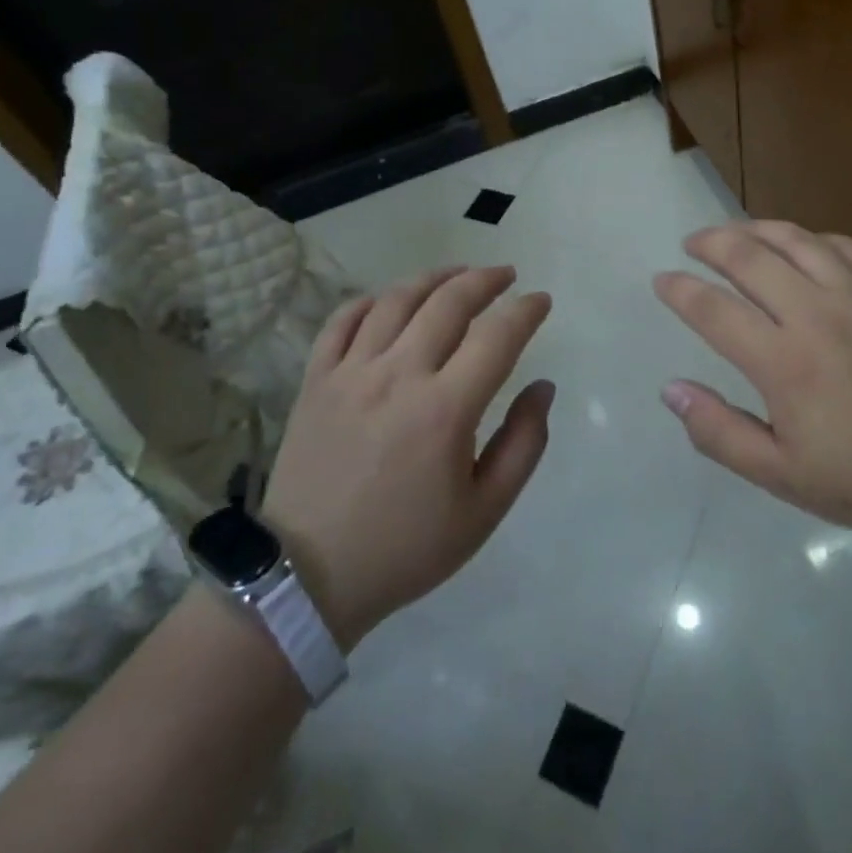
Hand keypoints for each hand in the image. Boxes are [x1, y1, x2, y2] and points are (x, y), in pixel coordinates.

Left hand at [262, 265, 553, 648]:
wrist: (309, 577)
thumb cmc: (406, 547)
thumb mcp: (484, 512)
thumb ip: (523, 444)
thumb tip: (543, 387)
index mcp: (444, 409)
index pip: (497, 336)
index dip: (526, 310)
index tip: (540, 301)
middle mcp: (398, 376)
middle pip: (448, 302)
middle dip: (485, 280)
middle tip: (506, 276)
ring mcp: (350, 373)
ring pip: (397, 300)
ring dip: (435, 278)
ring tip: (458, 274)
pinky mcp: (316, 380)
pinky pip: (343, 320)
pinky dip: (371, 300)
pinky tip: (391, 300)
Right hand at [653, 222, 851, 554]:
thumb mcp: (783, 476)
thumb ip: (719, 432)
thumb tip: (671, 390)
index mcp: (784, 363)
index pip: (713, 309)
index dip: (680, 290)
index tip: (661, 281)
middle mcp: (816, 315)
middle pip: (749, 257)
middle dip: (710, 243)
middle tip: (691, 244)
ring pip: (795, 240)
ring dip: (756, 228)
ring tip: (735, 232)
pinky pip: (844, 247)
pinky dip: (812, 238)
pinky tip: (801, 245)